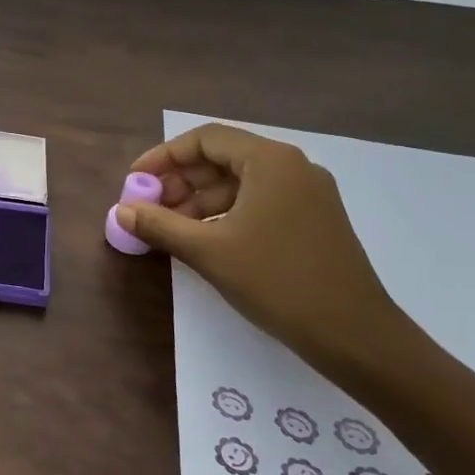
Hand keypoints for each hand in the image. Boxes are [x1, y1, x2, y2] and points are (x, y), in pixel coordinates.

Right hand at [114, 122, 404, 368]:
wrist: (354, 335)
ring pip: (241, 183)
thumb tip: (120, 210)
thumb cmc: (277, 282)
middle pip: (223, 158)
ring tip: (170, 228)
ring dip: (200, 200)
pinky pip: (259, 202)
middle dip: (180, 181)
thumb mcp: (208, 252)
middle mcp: (293, 167)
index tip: (135, 180)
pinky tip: (204, 239)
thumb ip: (160, 225)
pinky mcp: (314, 220)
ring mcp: (308, 194)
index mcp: (271, 161)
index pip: (205, 139)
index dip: (164, 157)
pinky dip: (226, 214)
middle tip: (149, 208)